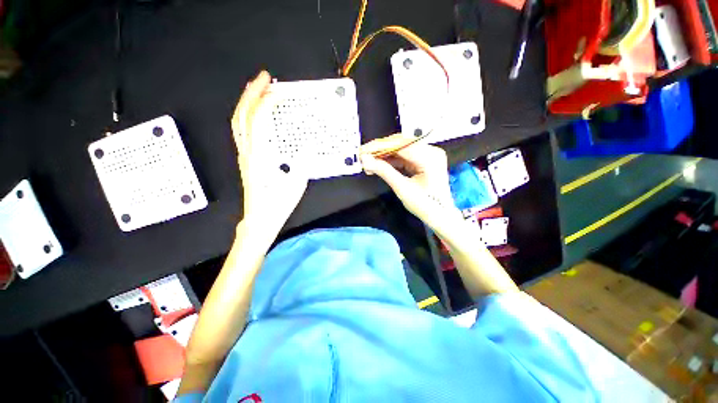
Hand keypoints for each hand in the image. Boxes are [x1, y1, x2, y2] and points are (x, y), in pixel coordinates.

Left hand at [230, 71, 307, 232]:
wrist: (259, 220)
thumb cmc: (277, 205)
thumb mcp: (296, 184)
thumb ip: (302, 162)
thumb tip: (309, 145)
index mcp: (260, 158)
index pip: (259, 122)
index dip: (267, 103)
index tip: (279, 92)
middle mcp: (248, 153)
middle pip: (242, 116)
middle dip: (252, 93)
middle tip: (265, 78)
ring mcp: (245, 156)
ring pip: (238, 122)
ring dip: (247, 102)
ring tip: (258, 88)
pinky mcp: (246, 160)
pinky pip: (242, 131)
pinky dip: (247, 116)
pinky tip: (256, 113)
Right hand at [361, 135, 456, 224]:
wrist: (440, 216)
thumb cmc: (424, 205)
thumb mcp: (402, 188)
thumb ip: (384, 171)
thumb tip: (364, 160)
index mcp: (429, 157)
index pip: (400, 145)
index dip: (379, 146)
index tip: (362, 151)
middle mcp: (431, 150)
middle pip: (400, 144)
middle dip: (380, 150)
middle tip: (363, 157)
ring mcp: (428, 154)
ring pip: (401, 149)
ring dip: (384, 155)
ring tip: (368, 163)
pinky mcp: (424, 160)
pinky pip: (404, 156)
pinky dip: (391, 161)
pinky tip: (379, 165)